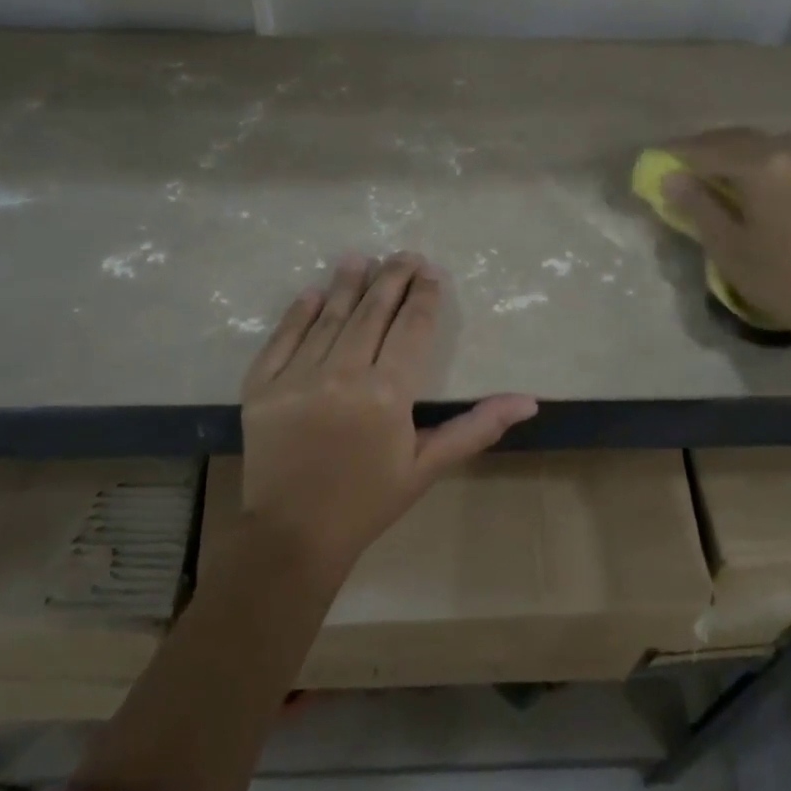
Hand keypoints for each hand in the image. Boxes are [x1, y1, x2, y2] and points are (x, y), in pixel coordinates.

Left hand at [238, 252, 537, 580]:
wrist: (293, 536)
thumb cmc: (368, 501)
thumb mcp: (426, 467)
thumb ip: (475, 427)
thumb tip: (528, 401)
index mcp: (386, 394)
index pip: (411, 328)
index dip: (423, 296)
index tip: (430, 272)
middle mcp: (341, 375)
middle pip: (371, 313)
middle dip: (391, 278)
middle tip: (403, 254)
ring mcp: (296, 378)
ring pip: (328, 318)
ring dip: (346, 285)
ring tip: (360, 259)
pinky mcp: (261, 386)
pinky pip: (282, 339)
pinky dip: (297, 313)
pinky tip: (312, 293)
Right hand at [660, 129, 790, 342]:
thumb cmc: (783, 279)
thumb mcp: (728, 247)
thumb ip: (698, 206)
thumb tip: (671, 178)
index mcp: (760, 165)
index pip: (707, 149)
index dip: (678, 154)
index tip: (655, 158)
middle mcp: (789, 154)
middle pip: (738, 139)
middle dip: (706, 147)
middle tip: (681, 162)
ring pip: (766, 145)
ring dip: (736, 151)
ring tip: (717, 169)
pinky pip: (788, 159)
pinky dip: (763, 161)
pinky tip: (757, 182)